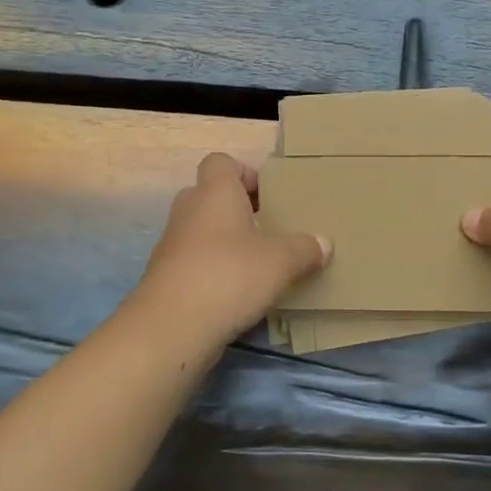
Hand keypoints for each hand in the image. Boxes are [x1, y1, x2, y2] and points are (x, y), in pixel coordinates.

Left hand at [129, 153, 330, 349]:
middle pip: (210, 196)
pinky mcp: (166, 279)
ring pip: (201, 231)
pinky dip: (213, 272)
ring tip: (257, 264)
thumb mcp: (282, 261)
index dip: (244, 173)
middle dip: (237, 210)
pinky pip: (194, 263)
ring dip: (225, 243)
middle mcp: (189, 211)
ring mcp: (172, 245)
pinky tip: (237, 294)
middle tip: (267, 229)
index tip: (267, 196)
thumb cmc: (230, 275)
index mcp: (215, 193)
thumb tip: (324, 243)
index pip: (221, 162)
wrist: (171, 328)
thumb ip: (305, 248)